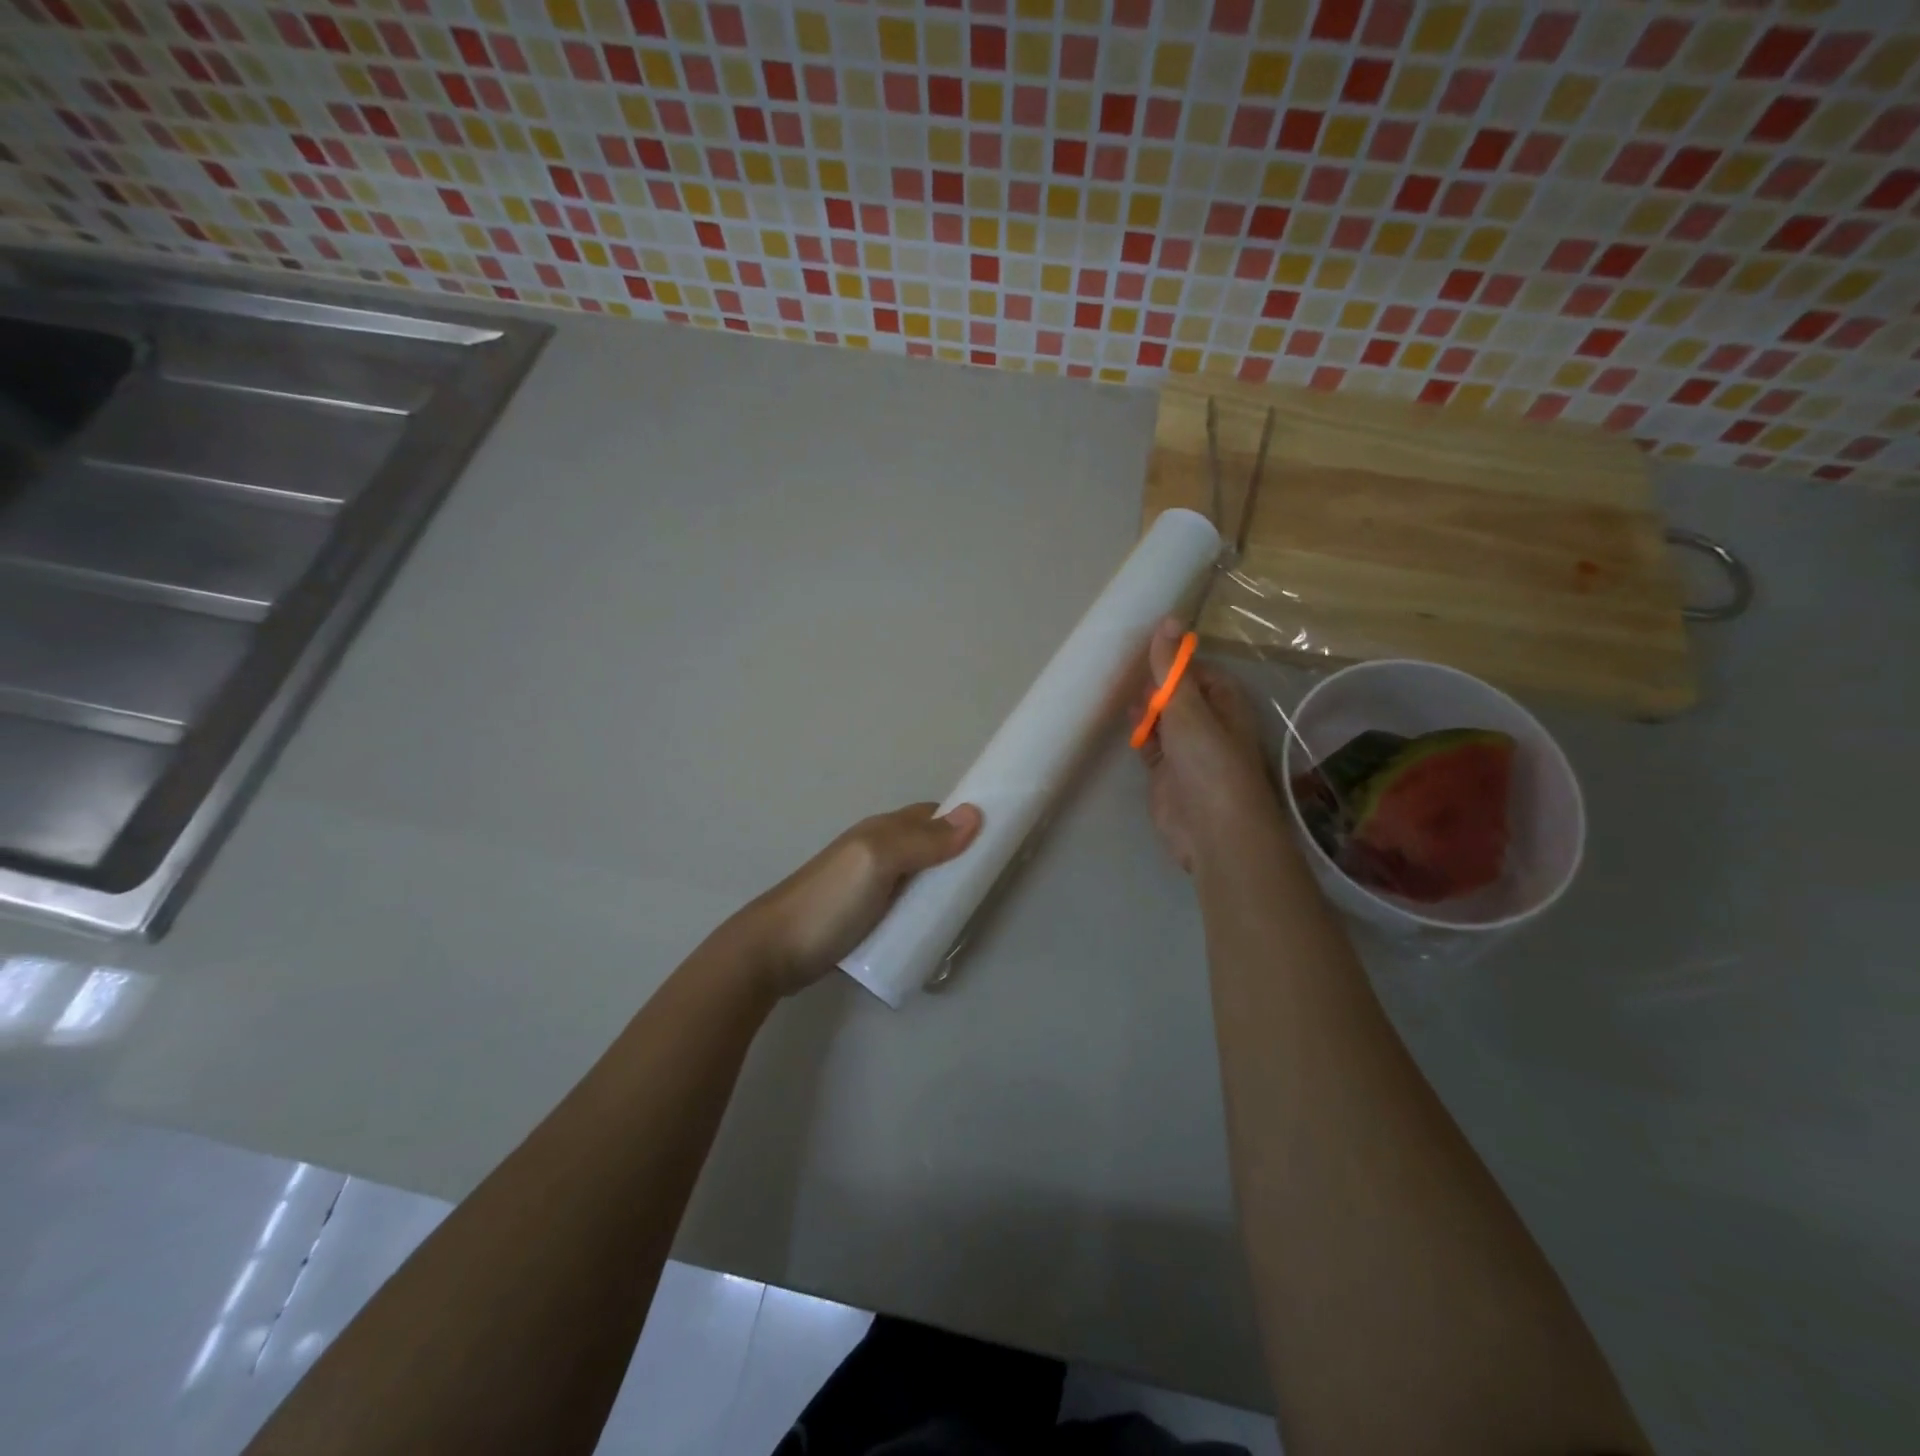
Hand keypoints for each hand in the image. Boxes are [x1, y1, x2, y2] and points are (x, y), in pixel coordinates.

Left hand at [731, 802, 982, 996]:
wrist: (772, 952)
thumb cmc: (828, 901)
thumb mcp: (877, 862)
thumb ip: (922, 840)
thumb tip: (975, 814)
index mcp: (883, 831)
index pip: (936, 816)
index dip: (966, 822)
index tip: (1002, 840)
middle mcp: (879, 851)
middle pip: (931, 846)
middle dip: (961, 857)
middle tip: (992, 884)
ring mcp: (871, 885)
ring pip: (920, 877)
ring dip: (945, 887)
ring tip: (971, 911)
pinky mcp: (866, 916)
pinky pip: (907, 904)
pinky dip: (927, 911)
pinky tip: (938, 930)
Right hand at [1135, 619, 1281, 873]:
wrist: (1212, 830)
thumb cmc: (1208, 761)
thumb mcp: (1187, 707)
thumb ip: (1171, 667)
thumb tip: (1168, 618)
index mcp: (1225, 704)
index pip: (1198, 672)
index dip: (1173, 661)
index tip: (1143, 649)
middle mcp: (1208, 724)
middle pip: (1178, 695)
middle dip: (1154, 684)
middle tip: (1122, 669)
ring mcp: (1187, 751)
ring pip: (1162, 719)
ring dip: (1144, 708)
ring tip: (1116, 690)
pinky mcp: (1165, 773)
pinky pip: (1150, 744)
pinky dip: (1138, 733)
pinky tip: (1125, 721)